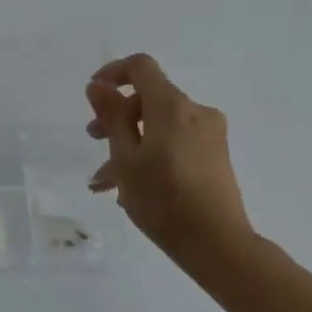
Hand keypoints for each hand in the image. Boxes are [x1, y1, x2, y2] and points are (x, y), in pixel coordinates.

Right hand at [85, 53, 253, 273]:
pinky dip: (150, 154)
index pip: (141, 67)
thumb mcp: (125, 158)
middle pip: (148, 98)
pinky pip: (174, 142)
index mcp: (172, 107)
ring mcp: (209, 134)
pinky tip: (130, 187)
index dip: (112, 73)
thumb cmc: (163, 200)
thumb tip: (98, 85)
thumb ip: (111, 117)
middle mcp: (195, 112)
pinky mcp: (214, 155)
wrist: (218, 244)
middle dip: (116, 116)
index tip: (93, 95)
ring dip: (129, 143)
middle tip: (93, 140)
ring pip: (158, 126)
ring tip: (104, 180)